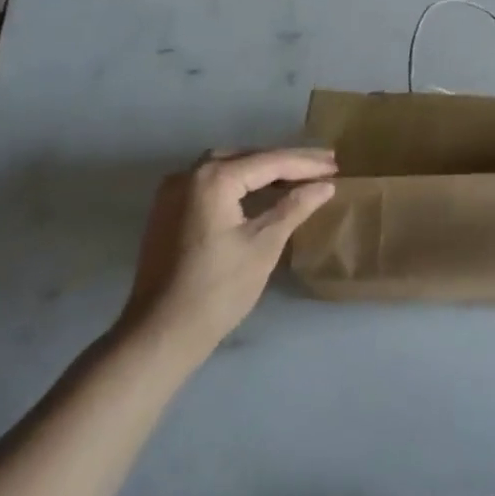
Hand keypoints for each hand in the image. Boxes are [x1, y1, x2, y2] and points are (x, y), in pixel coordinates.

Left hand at [114, 148, 335, 376]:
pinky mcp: (168, 211)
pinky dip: (240, 184)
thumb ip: (295, 207)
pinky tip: (263, 192)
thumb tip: (325, 185)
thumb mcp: (264, 245)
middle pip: (248, 158)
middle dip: (286, 162)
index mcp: (213, 178)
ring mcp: (173, 192)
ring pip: (229, 168)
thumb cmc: (217, 291)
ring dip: (263, 171)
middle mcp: (189, 174)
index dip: (306, 164)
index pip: (270, 162)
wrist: (158, 337)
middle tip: (323, 165)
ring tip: (299, 176)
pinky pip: (212, 184)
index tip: (336, 165)